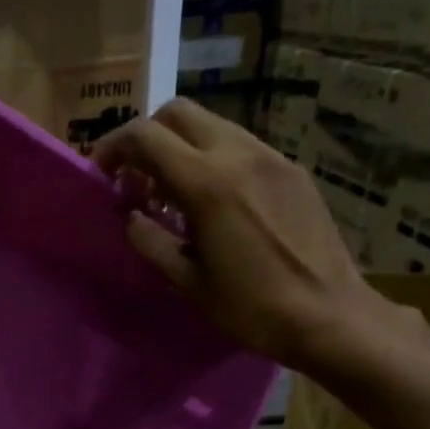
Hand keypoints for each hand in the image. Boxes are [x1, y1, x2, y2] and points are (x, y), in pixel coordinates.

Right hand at [93, 99, 403, 378]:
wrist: (328, 314)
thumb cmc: (251, 307)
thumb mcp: (188, 281)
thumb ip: (150, 241)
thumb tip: (130, 217)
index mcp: (207, 182)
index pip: (146, 136)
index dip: (113, 148)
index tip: (101, 175)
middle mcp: (239, 154)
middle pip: (178, 114)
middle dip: (147, 138)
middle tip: (136, 181)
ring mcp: (270, 157)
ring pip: (212, 126)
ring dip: (180, 148)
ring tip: (171, 196)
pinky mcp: (291, 170)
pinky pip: (240, 146)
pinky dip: (212, 160)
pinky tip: (212, 204)